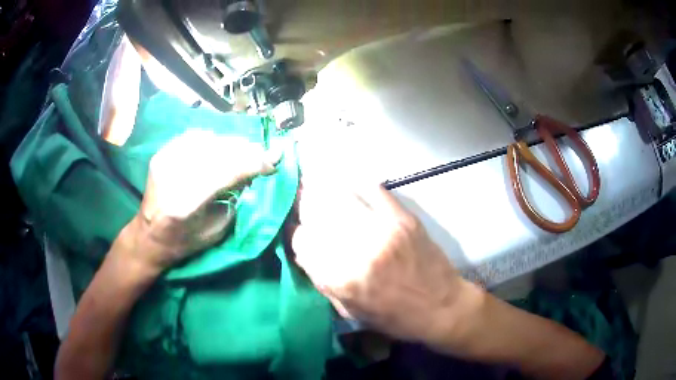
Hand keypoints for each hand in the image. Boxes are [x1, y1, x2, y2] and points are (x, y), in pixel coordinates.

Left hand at [122, 129, 279, 272]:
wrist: (149, 236)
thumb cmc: (183, 242)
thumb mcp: (215, 231)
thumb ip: (233, 200)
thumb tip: (249, 173)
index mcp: (185, 204)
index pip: (226, 172)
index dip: (253, 164)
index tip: (272, 163)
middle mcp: (173, 176)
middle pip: (218, 151)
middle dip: (246, 150)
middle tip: (264, 153)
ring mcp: (165, 161)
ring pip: (208, 140)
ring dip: (231, 144)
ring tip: (245, 151)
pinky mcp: (161, 154)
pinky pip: (193, 137)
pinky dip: (212, 140)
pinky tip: (220, 148)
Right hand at [289, 184, 483, 347]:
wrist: (442, 307)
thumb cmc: (395, 318)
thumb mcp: (351, 312)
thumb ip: (323, 282)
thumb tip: (305, 253)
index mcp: (343, 280)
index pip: (303, 242)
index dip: (296, 236)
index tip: (297, 233)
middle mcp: (359, 251)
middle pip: (317, 214)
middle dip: (304, 207)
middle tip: (301, 204)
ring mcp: (384, 230)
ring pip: (340, 197)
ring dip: (324, 192)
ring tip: (316, 186)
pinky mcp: (404, 218)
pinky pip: (373, 190)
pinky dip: (357, 187)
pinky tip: (350, 188)